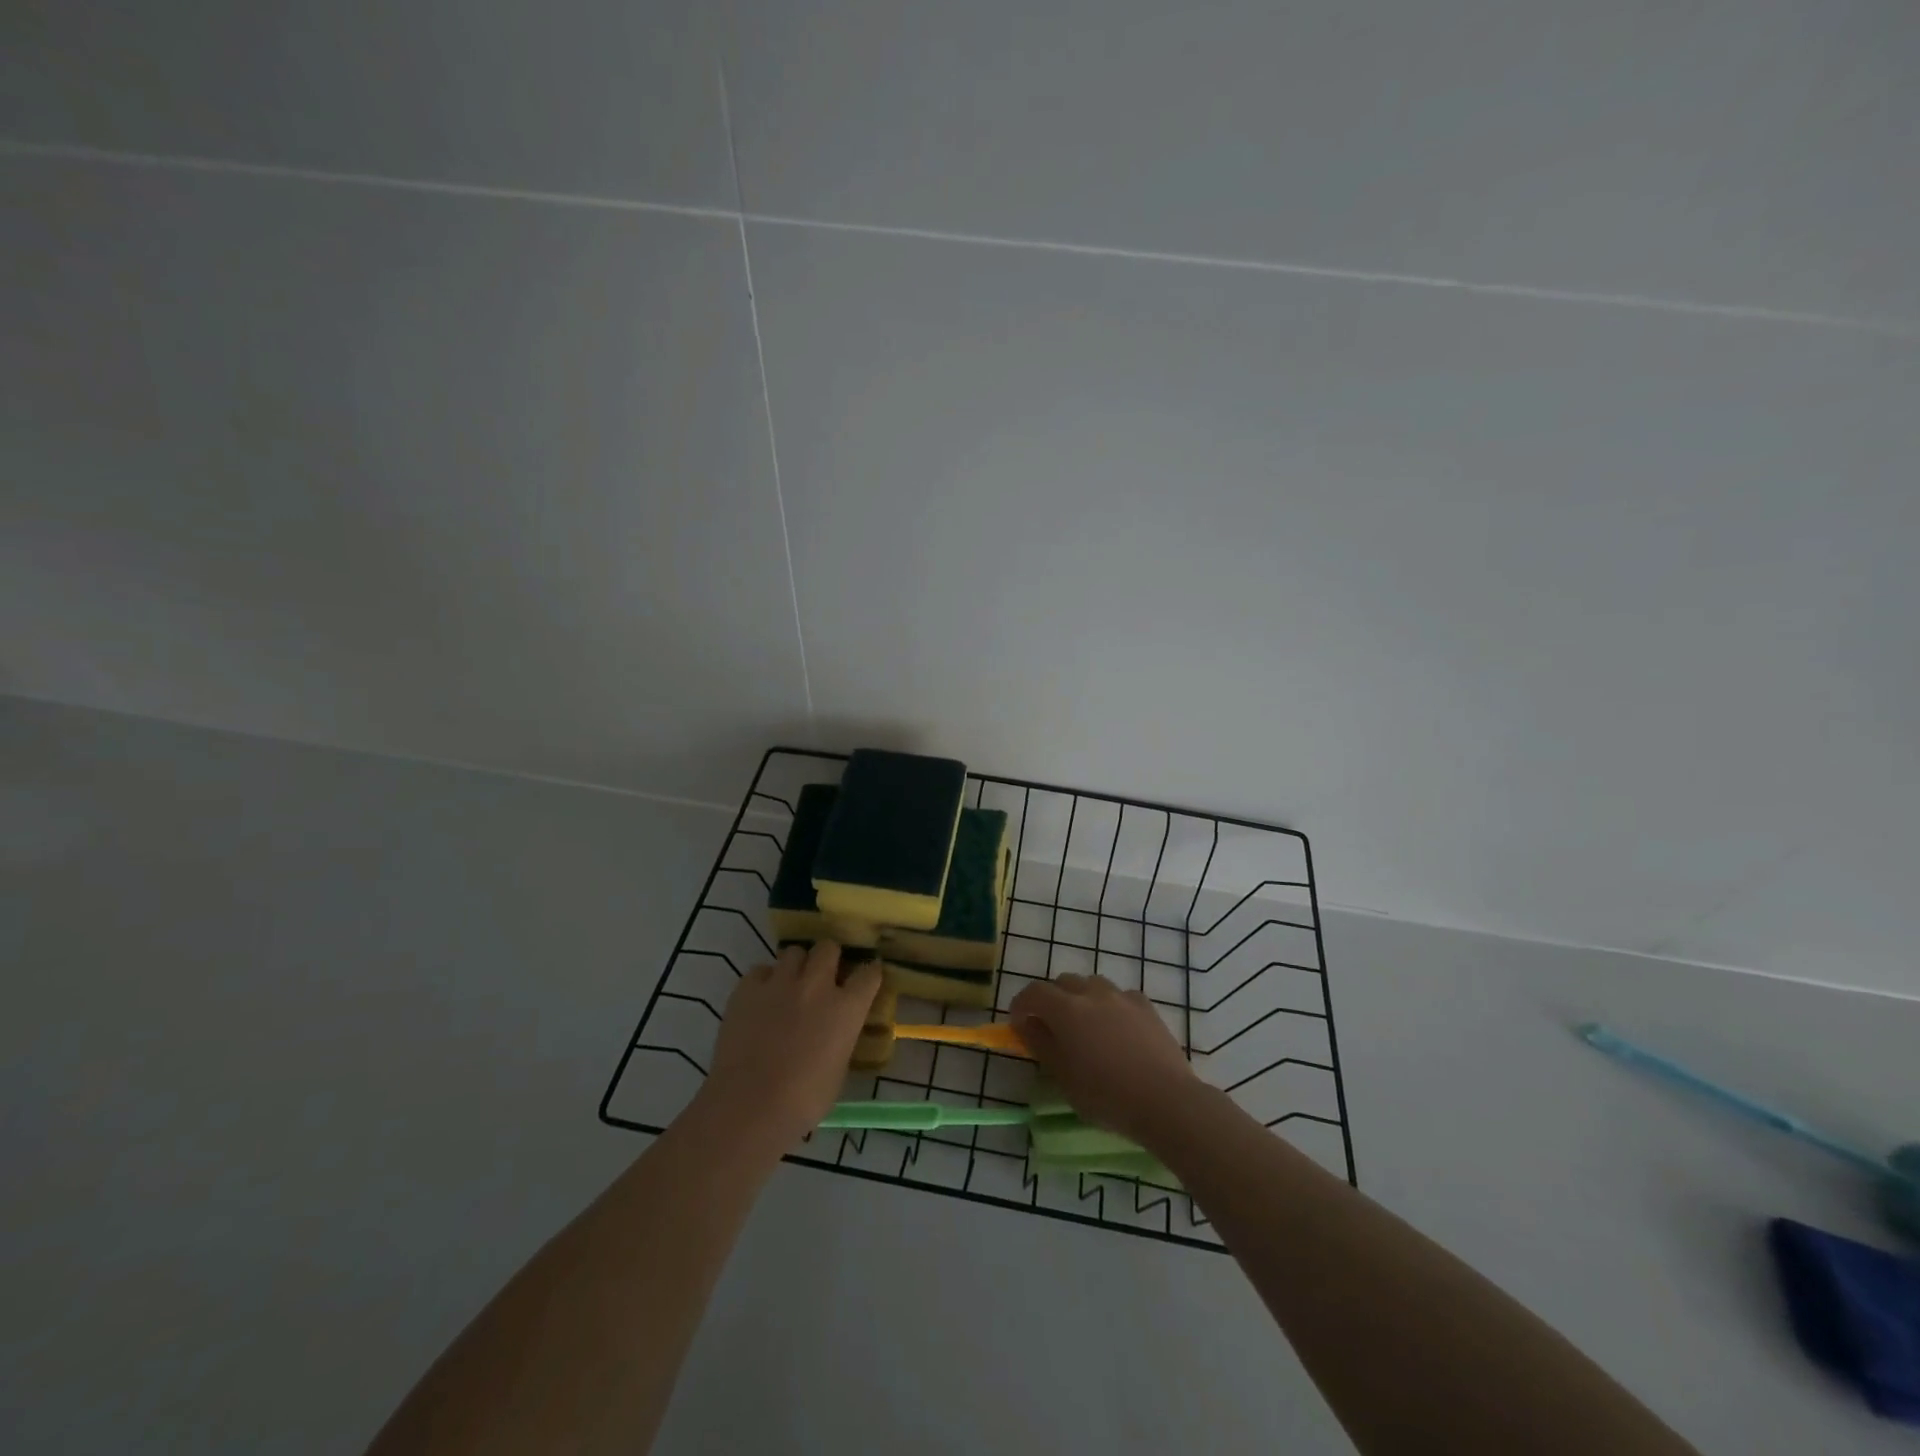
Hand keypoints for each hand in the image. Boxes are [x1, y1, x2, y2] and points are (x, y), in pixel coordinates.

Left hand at [700, 941, 881, 1150]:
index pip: (869, 973)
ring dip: (796, 966)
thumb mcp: (838, 1070)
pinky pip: (760, 970)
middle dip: (829, 958)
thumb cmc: (803, 1100)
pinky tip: (760, 999)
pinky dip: (764, 980)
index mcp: (846, 1008)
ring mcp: (780, 982)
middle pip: (829, 948)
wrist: (749, 1105)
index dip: (868, 974)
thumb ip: (841, 1039)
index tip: (865, 979)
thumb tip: (835, 1033)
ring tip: (789, 986)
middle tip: (823, 977)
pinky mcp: (747, 988)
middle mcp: (817, 985)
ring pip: (794, 952)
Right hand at [1009, 974, 1201, 1146]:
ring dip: (1081, 999)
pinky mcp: (1145, 1006)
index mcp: (1066, 1009)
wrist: (1165, 1100)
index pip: (1033, 992)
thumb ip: (1040, 1044)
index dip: (1021, 1004)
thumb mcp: (1062, 1077)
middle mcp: (1092, 993)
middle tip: (1051, 1027)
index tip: (1018, 1023)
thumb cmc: (1106, 1095)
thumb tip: (1026, 1024)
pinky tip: (1117, 1030)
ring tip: (1086, 1028)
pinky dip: (1110, 1006)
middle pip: (1063, 983)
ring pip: (1092, 985)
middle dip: (1051, 1000)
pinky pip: (1119, 996)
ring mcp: (1121, 996)